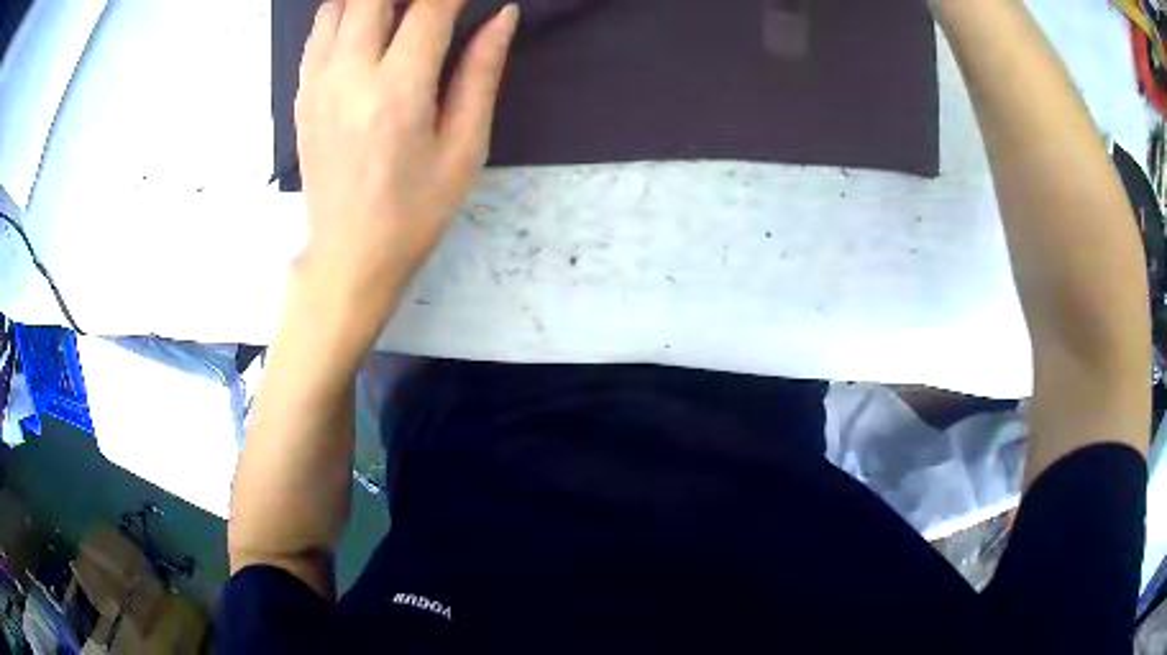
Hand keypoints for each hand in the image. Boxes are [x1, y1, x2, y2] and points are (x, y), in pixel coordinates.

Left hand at [294, 0, 518, 322]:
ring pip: (339, 6)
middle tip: (433, 7)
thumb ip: (481, 72)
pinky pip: (319, 32)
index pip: (429, 8)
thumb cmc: (415, 211)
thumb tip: (503, 16)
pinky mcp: (301, 95)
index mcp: (397, 91)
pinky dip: (345, 15)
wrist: (348, 255)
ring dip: (373, 1)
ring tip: (401, 15)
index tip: (470, 0)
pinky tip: (369, 32)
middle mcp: (349, 75)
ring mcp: (317, 83)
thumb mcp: (464, 148)